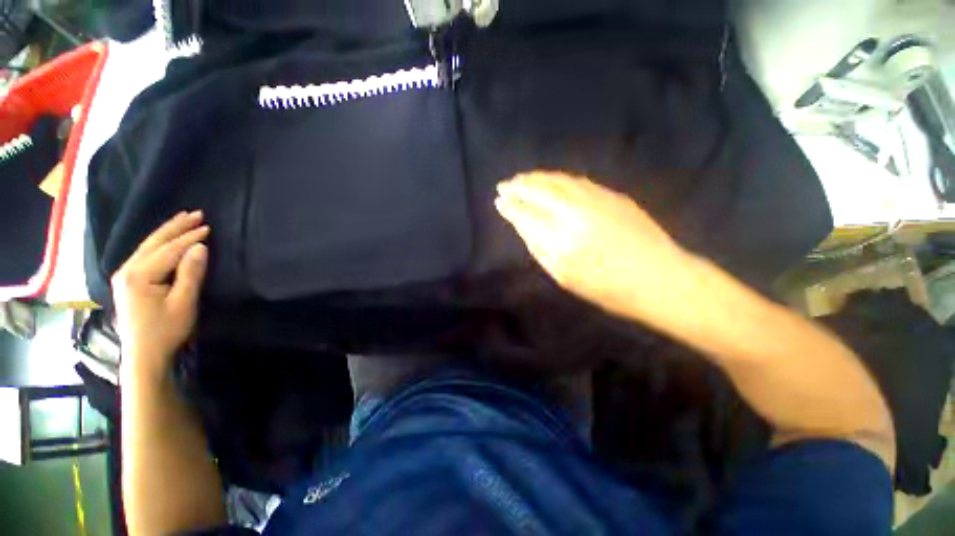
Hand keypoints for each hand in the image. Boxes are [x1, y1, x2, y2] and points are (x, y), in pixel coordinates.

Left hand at [112, 211, 209, 381]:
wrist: (143, 354)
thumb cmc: (166, 330)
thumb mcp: (183, 303)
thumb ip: (190, 273)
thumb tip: (200, 247)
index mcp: (139, 275)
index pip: (169, 250)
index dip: (190, 238)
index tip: (208, 226)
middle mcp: (127, 270)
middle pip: (154, 242)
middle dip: (176, 227)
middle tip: (196, 213)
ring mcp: (124, 275)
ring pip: (147, 246)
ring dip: (167, 232)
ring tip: (183, 219)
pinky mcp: (126, 281)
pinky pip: (144, 254)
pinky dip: (158, 242)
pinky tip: (165, 238)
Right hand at [495, 171, 688, 319]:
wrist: (661, 279)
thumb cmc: (607, 288)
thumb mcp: (564, 276)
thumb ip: (539, 247)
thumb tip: (522, 223)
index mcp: (561, 239)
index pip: (526, 214)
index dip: (511, 206)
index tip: (499, 201)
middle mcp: (576, 212)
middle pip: (540, 190)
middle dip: (519, 185)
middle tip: (505, 185)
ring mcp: (596, 199)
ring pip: (558, 180)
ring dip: (536, 178)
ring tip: (522, 179)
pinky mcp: (612, 194)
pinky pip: (576, 181)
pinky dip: (557, 178)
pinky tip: (550, 180)